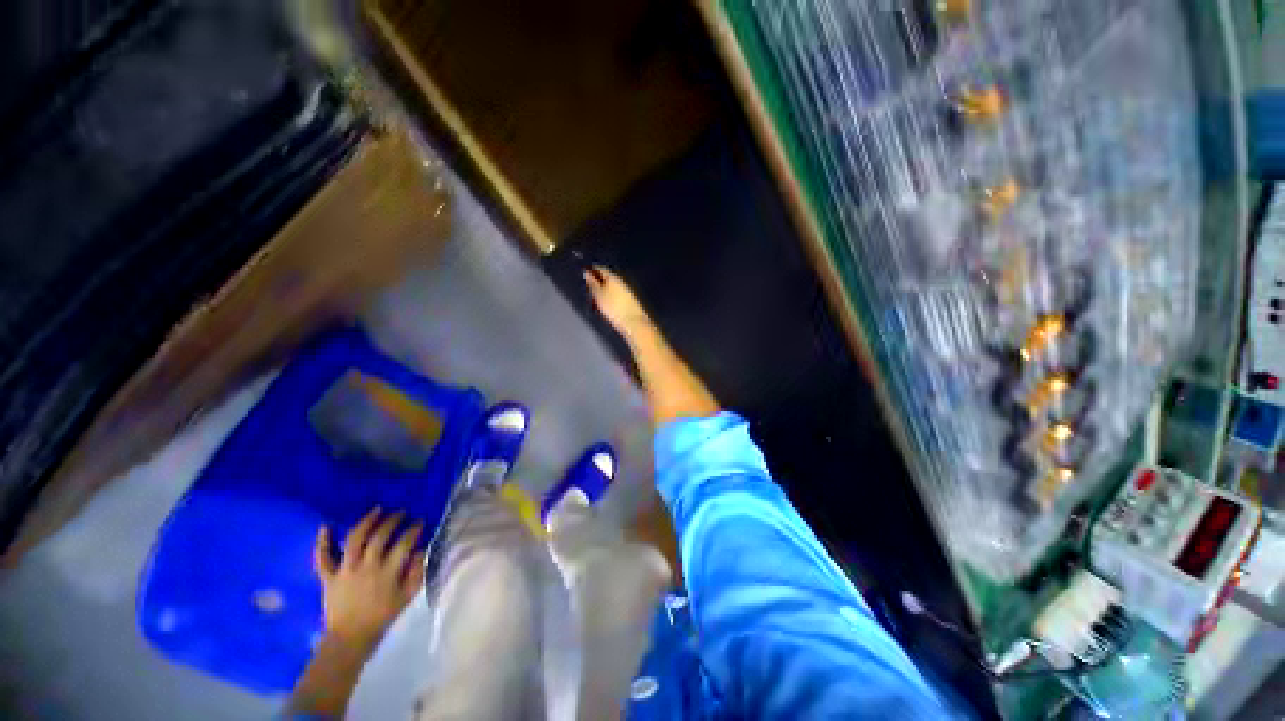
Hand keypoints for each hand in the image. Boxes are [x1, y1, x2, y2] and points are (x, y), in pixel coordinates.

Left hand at [314, 508, 424, 651]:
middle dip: (392, 521)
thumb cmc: (382, 616)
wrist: (349, 639)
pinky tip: (325, 526)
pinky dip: (322, 542)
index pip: (404, 543)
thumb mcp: (407, 597)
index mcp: (388, 572)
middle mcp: (367, 566)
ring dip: (366, 522)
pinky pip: (323, 558)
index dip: (413, 529)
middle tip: (401, 512)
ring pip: (354, 540)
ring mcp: (345, 571)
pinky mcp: (328, 577)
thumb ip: (416, 572)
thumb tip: (421, 550)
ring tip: (376, 510)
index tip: (420, 522)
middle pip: (380, 537)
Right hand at [584, 265, 652, 339]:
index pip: (601, 269)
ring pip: (614, 285)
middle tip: (590, 282)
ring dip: (606, 286)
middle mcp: (621, 281)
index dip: (593, 269)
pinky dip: (612, 294)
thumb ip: (593, 284)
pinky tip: (609, 300)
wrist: (633, 322)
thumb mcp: (599, 296)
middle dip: (600, 278)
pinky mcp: (632, 300)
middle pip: (609, 276)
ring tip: (597, 292)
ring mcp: (628, 290)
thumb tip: (587, 273)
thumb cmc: (613, 308)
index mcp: (612, 277)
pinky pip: (619, 292)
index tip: (586, 272)